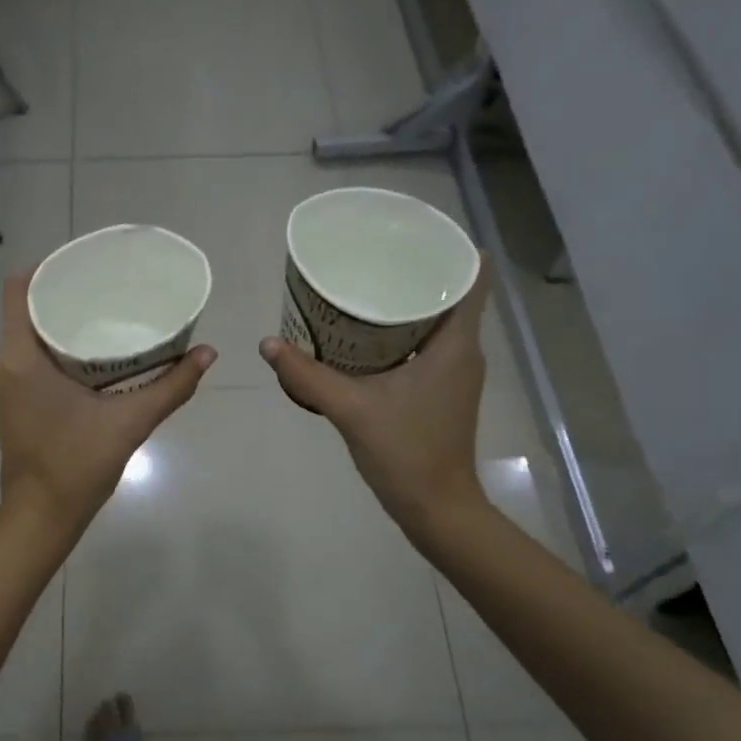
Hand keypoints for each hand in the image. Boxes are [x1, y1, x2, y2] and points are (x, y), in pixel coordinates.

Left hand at [0, 274, 215, 540]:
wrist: (41, 517)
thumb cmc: (77, 466)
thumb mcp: (130, 422)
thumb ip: (171, 386)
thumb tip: (208, 353)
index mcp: (20, 358)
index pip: (20, 289)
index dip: (49, 266)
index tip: (86, 264)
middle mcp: (3, 364)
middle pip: (27, 308)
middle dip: (65, 293)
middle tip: (108, 287)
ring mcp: (4, 384)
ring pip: (28, 334)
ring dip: (61, 321)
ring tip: (104, 312)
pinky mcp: (12, 401)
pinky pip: (29, 356)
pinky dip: (55, 346)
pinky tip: (91, 350)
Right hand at [259, 260, 493, 543]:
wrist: (436, 507)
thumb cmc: (405, 452)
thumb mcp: (351, 409)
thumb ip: (308, 375)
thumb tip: (268, 344)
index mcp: (455, 345)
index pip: (471, 278)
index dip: (451, 249)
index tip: (414, 233)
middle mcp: (464, 352)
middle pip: (450, 295)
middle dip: (415, 273)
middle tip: (373, 256)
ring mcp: (456, 374)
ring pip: (438, 322)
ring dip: (408, 305)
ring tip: (367, 286)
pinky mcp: (443, 393)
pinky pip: (428, 347)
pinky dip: (404, 334)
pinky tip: (368, 337)